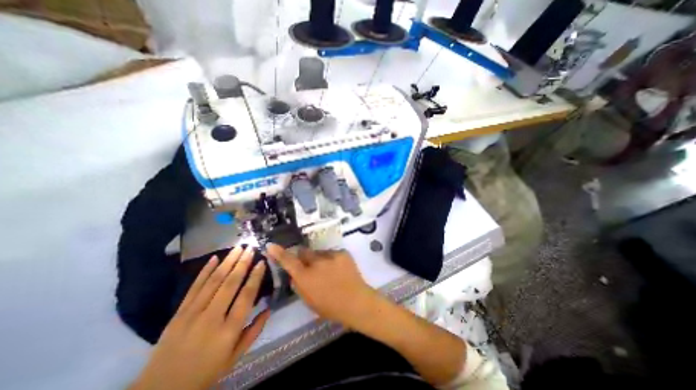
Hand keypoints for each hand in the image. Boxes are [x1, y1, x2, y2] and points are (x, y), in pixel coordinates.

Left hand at [128, 247, 269, 389]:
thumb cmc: (206, 372)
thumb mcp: (235, 356)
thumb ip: (254, 331)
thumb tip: (269, 308)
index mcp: (228, 330)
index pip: (246, 296)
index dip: (255, 277)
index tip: (262, 262)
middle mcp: (211, 318)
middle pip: (230, 284)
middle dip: (242, 263)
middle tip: (250, 248)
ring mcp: (192, 313)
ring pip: (213, 281)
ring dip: (227, 262)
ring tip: (238, 248)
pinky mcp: (178, 312)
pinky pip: (194, 287)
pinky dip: (205, 271)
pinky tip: (214, 258)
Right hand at [267, 244, 377, 328]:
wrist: (357, 301)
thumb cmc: (331, 307)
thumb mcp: (309, 301)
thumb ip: (300, 285)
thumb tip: (296, 275)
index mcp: (306, 277)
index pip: (289, 261)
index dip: (279, 253)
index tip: (271, 245)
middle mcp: (316, 262)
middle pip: (304, 252)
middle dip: (303, 257)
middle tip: (310, 265)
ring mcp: (331, 256)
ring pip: (319, 253)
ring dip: (320, 260)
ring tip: (329, 271)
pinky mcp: (342, 252)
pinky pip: (332, 254)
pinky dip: (332, 260)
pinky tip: (339, 270)